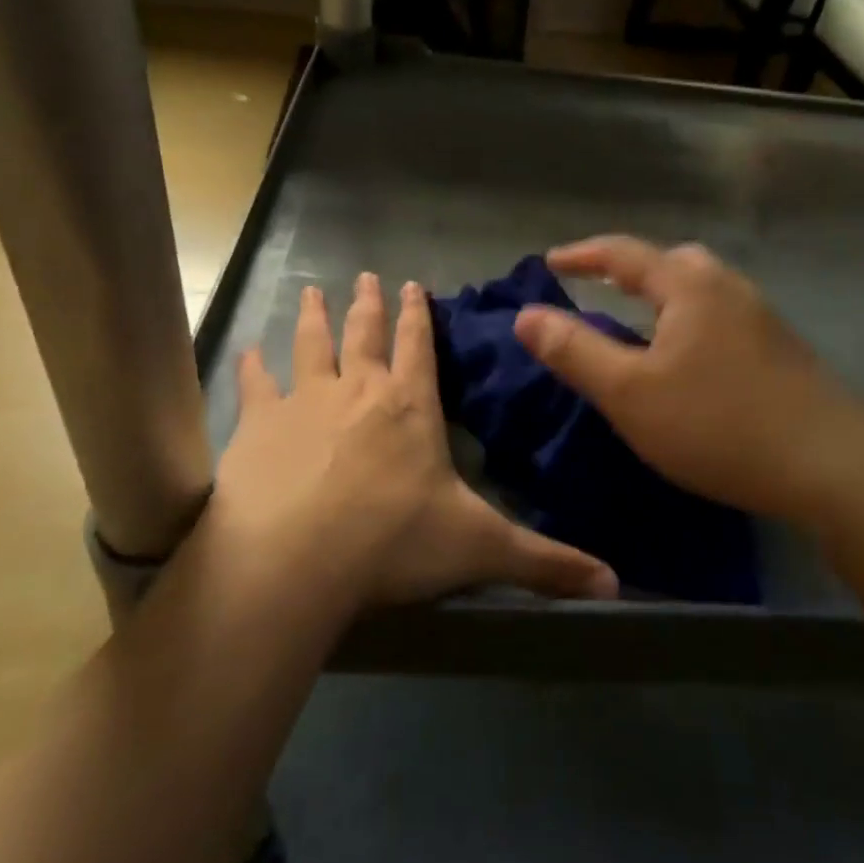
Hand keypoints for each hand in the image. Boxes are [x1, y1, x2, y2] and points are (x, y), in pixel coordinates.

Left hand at [211, 273, 617, 610]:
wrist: (294, 560)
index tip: (413, 285)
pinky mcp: (259, 424)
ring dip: (314, 317)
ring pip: (312, 344)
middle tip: (366, 277)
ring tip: (312, 292)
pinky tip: (248, 351)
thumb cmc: (392, 543)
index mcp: (410, 406)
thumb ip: (544, 562)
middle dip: (369, 305)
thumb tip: (615, 585)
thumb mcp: (479, 549)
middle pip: (366, 334)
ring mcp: (305, 401)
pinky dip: (253, 366)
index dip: (418, 315)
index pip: (419, 346)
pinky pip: (257, 384)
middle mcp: (359, 390)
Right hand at [514, 236, 863, 523]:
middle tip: (600, 287)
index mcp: (689, 285)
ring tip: (640, 323)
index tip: (550, 262)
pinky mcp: (782, 348)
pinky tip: (689, 358)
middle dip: (630, 269)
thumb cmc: (717, 423)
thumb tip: (526, 315)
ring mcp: (762, 316)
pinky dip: (690, 320)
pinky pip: (721, 315)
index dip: (582, 255)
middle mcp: (728, 286)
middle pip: (671, 261)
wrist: (832, 465)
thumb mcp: (629, 393)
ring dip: (665, 295)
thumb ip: (574, 351)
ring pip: (701, 289)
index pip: (624, 254)